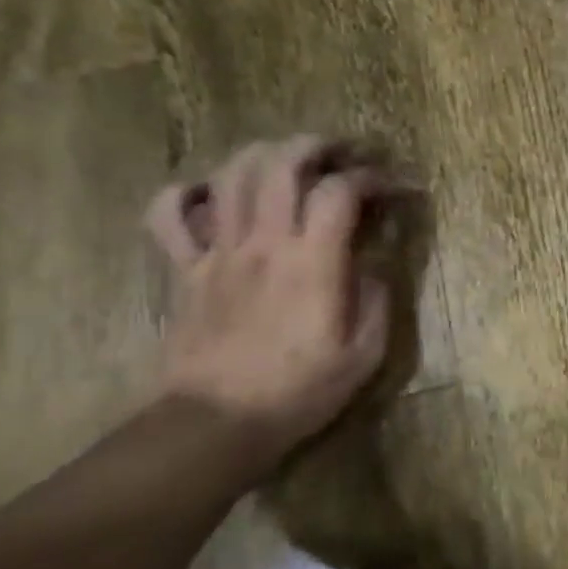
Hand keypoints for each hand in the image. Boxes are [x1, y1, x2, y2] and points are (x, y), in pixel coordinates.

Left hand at [146, 137, 396, 453]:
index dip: (375, 178)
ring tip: (292, 162)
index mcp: (313, 262)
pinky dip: (191, 192)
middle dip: (318, 146)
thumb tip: (373, 264)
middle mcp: (264, 242)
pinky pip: (169, 213)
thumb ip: (377, 297)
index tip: (398, 188)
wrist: (217, 423)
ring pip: (232, 174)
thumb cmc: (301, 390)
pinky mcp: (185, 269)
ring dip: (266, 155)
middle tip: (343, 153)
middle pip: (281, 162)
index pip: (342, 192)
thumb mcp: (366, 351)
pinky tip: (216, 196)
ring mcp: (217, 252)